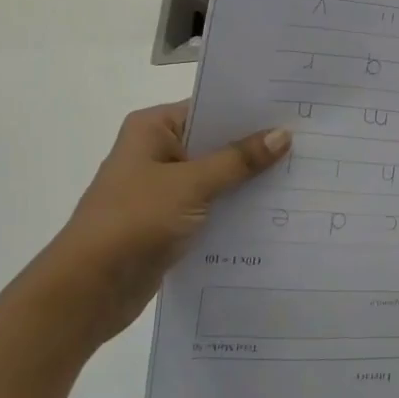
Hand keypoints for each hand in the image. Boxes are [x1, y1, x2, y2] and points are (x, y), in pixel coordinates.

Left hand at [43, 102, 289, 346]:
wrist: (88, 290)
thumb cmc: (134, 221)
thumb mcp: (191, 185)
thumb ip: (238, 160)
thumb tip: (283, 134)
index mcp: (153, 129)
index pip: (211, 107)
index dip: (251, 110)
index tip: (295, 110)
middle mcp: (158, 151)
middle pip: (217, 141)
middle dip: (257, 146)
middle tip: (310, 141)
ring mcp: (164, 188)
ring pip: (218, 175)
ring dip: (250, 179)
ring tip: (303, 174)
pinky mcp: (171, 221)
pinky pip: (213, 205)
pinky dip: (237, 207)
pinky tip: (277, 210)